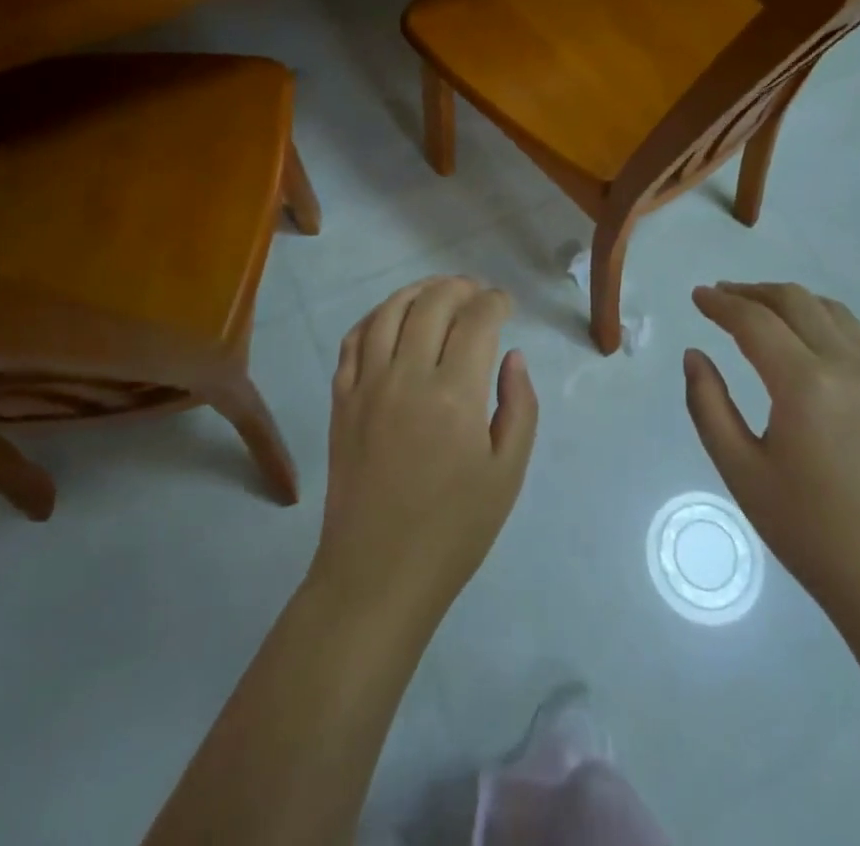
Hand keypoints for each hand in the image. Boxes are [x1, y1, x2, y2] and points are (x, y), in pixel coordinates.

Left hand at [311, 277, 537, 624]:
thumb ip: (519, 405)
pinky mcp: (340, 399)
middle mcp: (408, 376)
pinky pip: (353, 339)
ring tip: (437, 292)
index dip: (495, 301)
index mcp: (456, 394)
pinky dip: (375, 317)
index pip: (478, 319)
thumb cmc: (454, 529)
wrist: (378, 572)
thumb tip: (512, 355)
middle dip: (460, 287)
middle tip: (476, 293)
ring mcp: (367, 384)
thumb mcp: (507, 472)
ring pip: (389, 311)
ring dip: (417, 290)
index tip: (505, 303)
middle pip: (433, 302)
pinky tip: (391, 318)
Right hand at [684, 282, 859, 630]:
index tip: (697, 296)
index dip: (720, 304)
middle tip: (721, 297)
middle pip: (794, 301)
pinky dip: (821, 317)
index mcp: (806, 384)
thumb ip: (708, 405)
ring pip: (829, 308)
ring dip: (788, 300)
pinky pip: (855, 331)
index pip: (754, 322)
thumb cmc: (810, 532)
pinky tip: (805, 337)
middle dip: (752, 292)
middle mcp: (848, 364)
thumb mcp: (741, 471)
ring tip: (758, 310)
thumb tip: (695, 355)